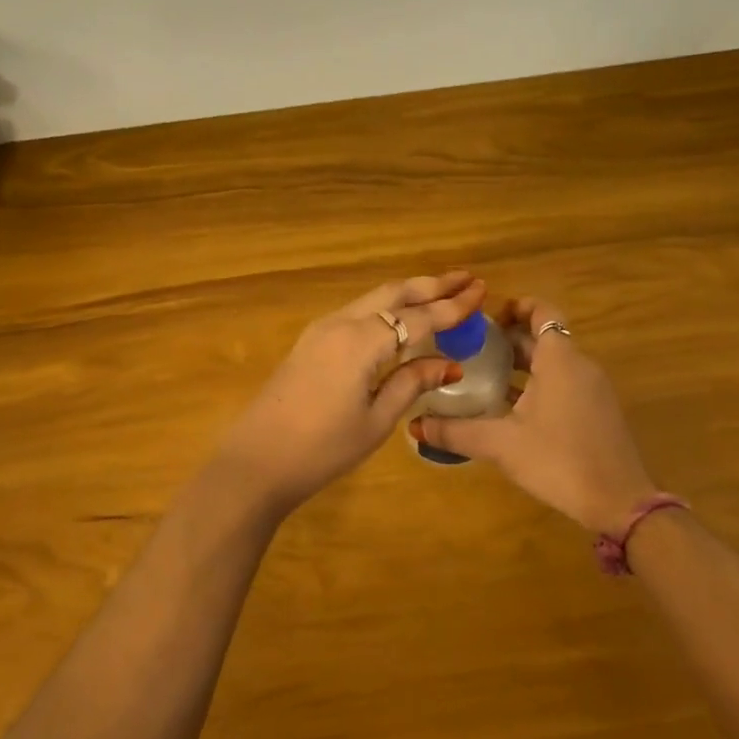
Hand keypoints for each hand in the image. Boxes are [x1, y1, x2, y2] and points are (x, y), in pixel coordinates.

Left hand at [214, 273, 485, 517]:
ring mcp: (321, 330)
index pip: (417, 317)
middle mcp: (341, 323)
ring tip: (441, 292)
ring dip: (408, 293)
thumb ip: (411, 384)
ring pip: (372, 299)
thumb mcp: (376, 421)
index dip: (452, 306)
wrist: (256, 460)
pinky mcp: (310, 342)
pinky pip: (357, 313)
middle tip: (466, 279)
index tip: (482, 291)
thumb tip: (449, 363)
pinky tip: (400, 318)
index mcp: (361, 342)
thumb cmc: (322, 448)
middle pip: (393, 294)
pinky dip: (386, 308)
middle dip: (431, 285)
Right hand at [412, 296, 654, 533]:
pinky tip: (510, 409)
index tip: (484, 319)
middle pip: (543, 337)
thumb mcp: (501, 444)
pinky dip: (537, 383)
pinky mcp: (597, 411)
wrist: (619, 502)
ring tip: (482, 377)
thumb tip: (414, 425)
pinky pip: (564, 383)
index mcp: (560, 360)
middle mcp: (580, 366)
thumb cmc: (559, 460)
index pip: (542, 311)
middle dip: (508, 339)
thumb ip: (456, 431)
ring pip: (553, 362)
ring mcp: (593, 389)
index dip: (515, 307)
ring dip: (521, 363)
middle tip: (470, 349)